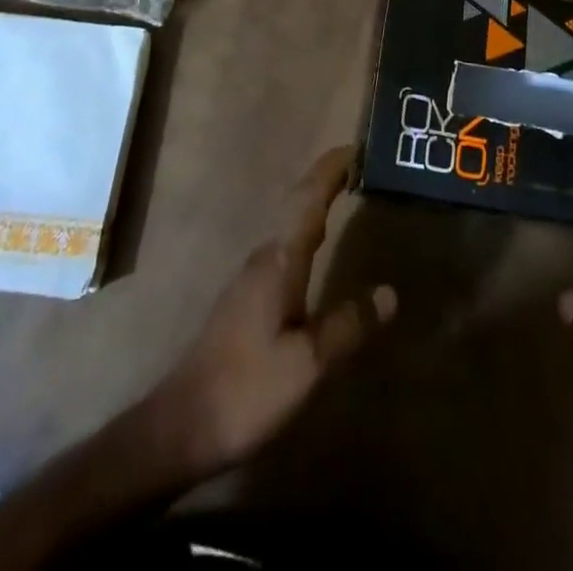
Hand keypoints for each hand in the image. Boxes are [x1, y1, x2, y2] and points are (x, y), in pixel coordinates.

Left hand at [149, 147, 395, 479]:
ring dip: (316, 206)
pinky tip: (317, 251)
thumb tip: (390, 292)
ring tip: (346, 198)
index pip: (309, 199)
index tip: (356, 146)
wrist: (182, 426)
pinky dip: (306, 233)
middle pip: (299, 205)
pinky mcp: (246, 300)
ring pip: (290, 228)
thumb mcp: (308, 362)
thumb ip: (348, 325)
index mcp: (280, 261)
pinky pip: (284, 250)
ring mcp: (250, 278)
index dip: (331, 170)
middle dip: (328, 182)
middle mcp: (264, 258)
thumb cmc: (248, 389)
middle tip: (361, 168)